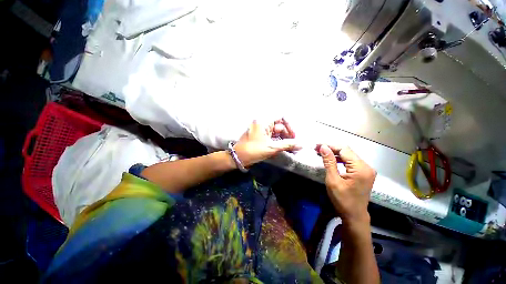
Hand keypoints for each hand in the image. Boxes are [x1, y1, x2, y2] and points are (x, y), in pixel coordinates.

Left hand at [234, 119, 300, 166]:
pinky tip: (283, 150)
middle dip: (287, 136)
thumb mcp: (271, 147)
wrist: (238, 158)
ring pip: (276, 134)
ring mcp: (261, 131)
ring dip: (283, 141)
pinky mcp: (260, 138)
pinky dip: (277, 143)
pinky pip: (271, 138)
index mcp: (264, 122)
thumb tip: (301, 144)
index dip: (289, 126)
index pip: (281, 118)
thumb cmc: (254, 150)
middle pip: (279, 127)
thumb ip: (287, 145)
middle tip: (294, 146)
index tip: (293, 137)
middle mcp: (263, 124)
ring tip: (290, 150)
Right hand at [317, 144, 376, 223]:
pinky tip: (331, 160)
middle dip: (331, 149)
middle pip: (347, 151)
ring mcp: (366, 169)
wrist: (354, 216)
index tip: (317, 145)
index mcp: (360, 168)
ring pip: (348, 155)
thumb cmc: (342, 200)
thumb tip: (323, 147)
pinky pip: (350, 161)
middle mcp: (366, 166)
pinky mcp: (364, 173)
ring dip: (335, 154)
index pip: (344, 149)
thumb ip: (329, 162)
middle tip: (317, 149)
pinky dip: (340, 159)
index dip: (330, 146)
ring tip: (322, 153)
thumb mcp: (333, 180)